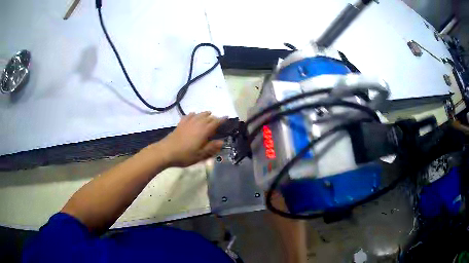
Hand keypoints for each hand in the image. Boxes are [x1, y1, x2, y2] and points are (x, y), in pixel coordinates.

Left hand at [158, 112, 225, 166]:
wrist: (166, 151)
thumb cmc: (185, 155)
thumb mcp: (201, 155)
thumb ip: (212, 147)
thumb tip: (222, 142)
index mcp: (204, 131)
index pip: (216, 122)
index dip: (222, 119)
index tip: (227, 117)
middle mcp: (197, 123)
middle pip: (208, 117)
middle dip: (214, 117)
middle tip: (218, 120)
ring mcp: (188, 122)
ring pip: (199, 115)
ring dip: (205, 114)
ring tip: (209, 114)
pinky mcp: (181, 124)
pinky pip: (189, 116)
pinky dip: (194, 114)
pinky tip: (194, 115)